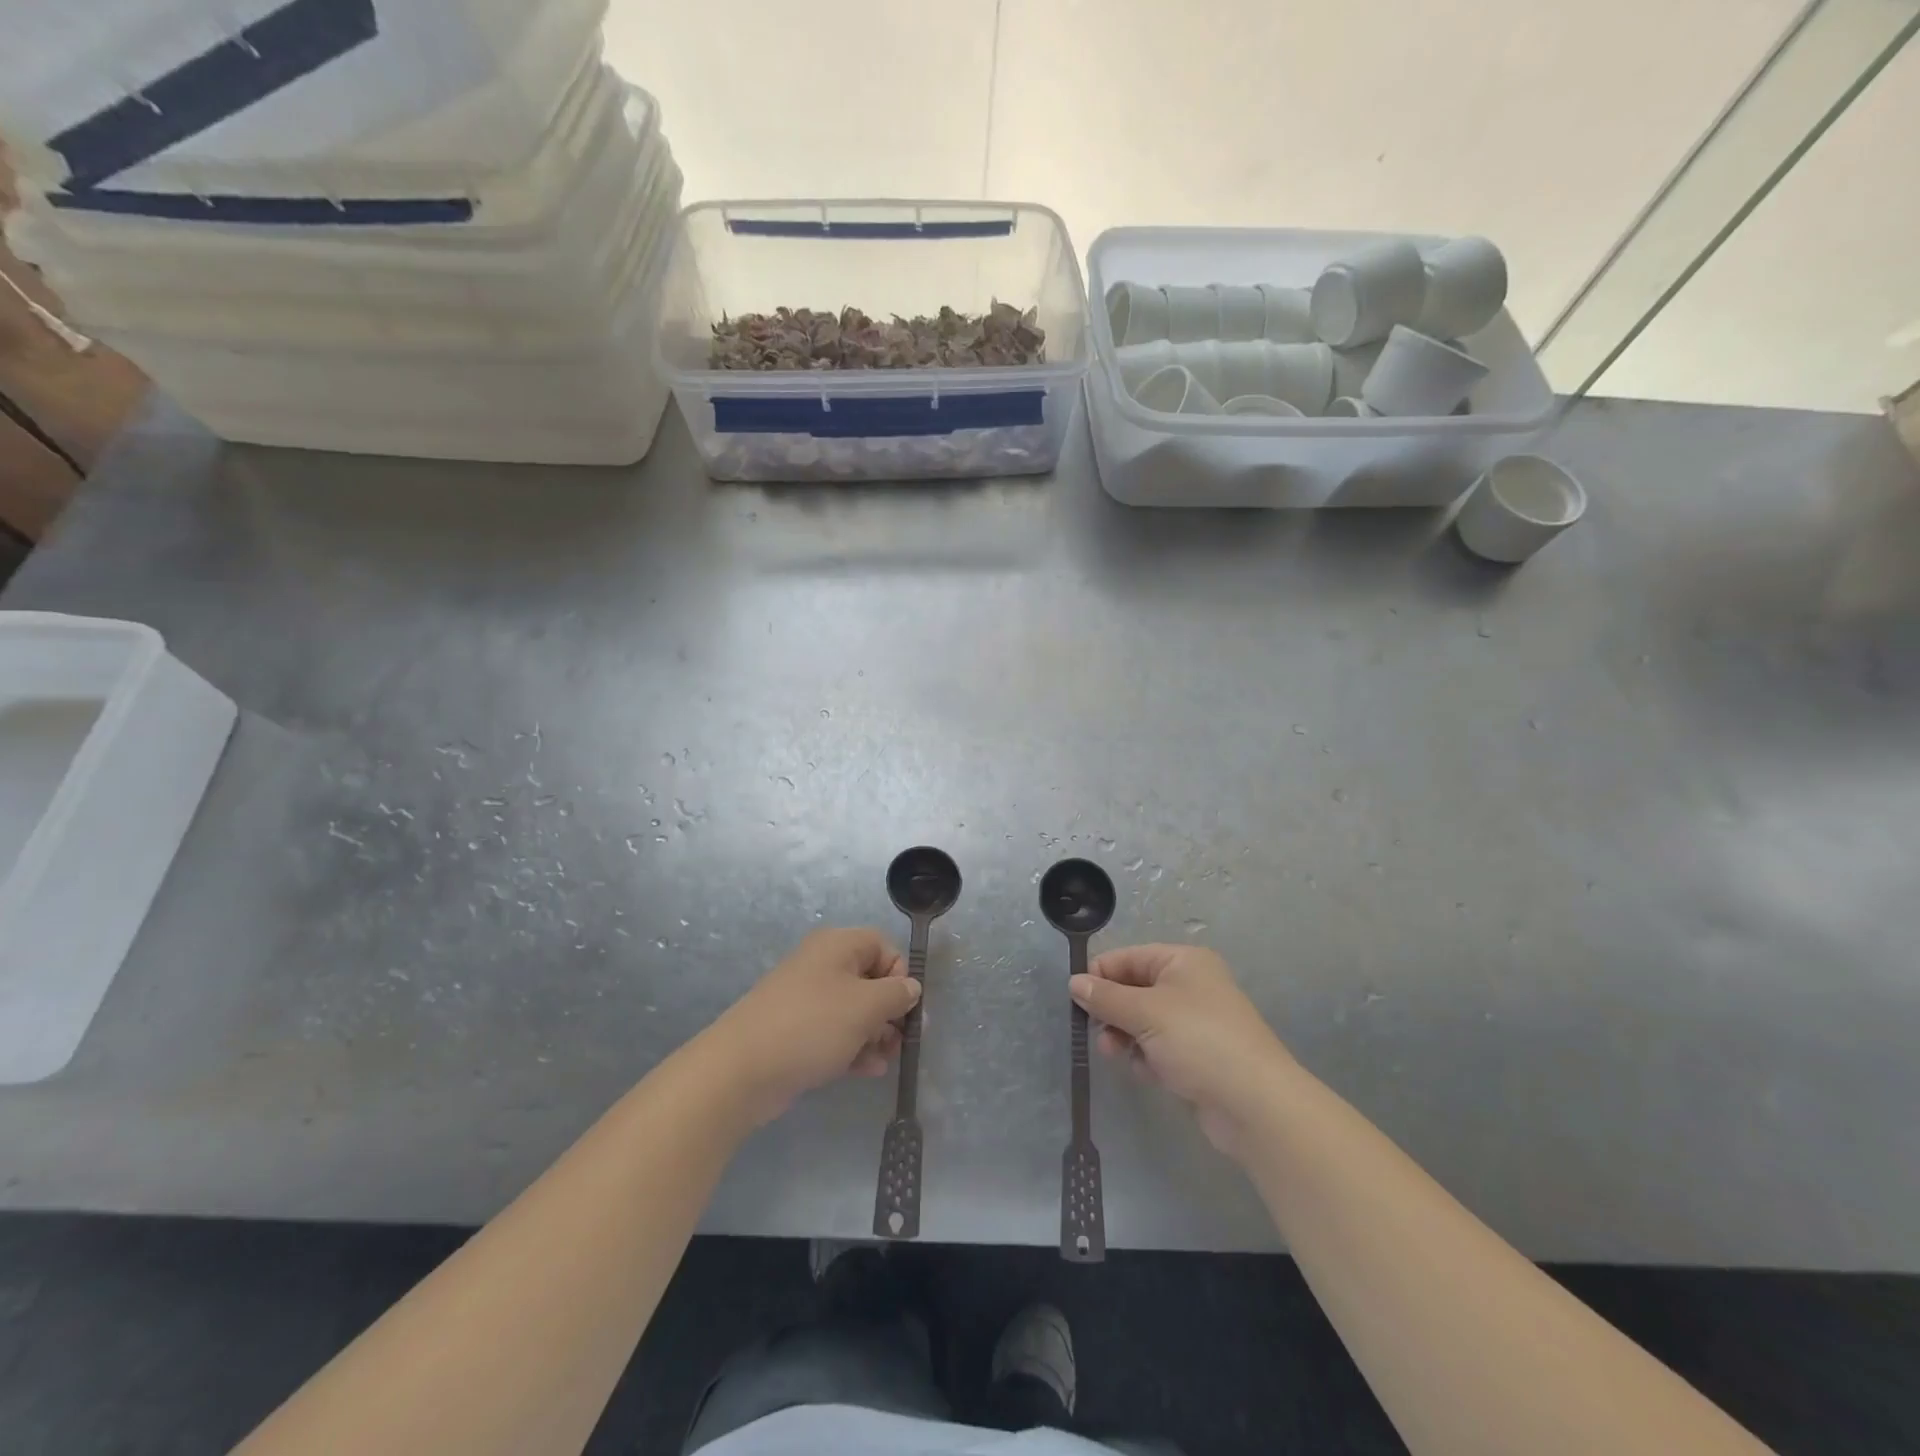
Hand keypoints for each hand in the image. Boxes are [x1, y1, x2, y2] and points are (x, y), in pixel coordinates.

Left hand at [714, 928, 920, 1124]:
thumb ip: (897, 995)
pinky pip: (834, 1032)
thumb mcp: (865, 1007)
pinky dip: (853, 1047)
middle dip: (890, 1010)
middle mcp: (821, 965)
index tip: (907, 1006)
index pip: (882, 946)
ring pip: (853, 1010)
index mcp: (837, 946)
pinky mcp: (796, 1031)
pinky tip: (867, 1070)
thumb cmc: (812, 1025)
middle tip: (902, 1040)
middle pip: (870, 979)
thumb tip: (911, 987)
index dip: (900, 974)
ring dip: (875, 1034)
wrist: (741, 1070)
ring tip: (884, 1060)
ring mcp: (806, 999)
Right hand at [1071, 944, 1291, 1157]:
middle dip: (1112, 1011)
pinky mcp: (1197, 1057)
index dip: (1100, 975)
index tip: (1075, 999)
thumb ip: (1105, 997)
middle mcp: (1190, 986)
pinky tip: (1147, 1073)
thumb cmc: (1198, 1041)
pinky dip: (1147, 1057)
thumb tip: (1074, 982)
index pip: (1129, 957)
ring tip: (1114, 1055)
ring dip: (1125, 1036)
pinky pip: (1158, 1048)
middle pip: (1134, 989)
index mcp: (1183, 962)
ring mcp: (1195, 1023)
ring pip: (1143, 1021)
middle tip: (1096, 1032)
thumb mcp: (1145, 1012)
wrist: (1255, 1105)